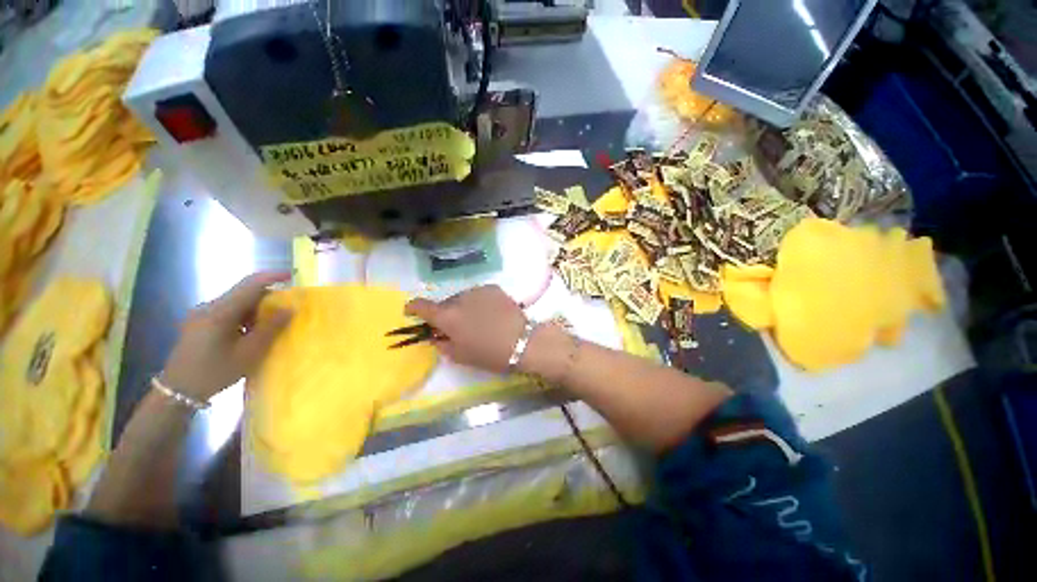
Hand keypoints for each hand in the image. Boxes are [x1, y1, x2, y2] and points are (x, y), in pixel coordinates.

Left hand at [160, 272, 292, 400]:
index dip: (272, 276)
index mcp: (220, 312)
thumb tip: (289, 309)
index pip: (250, 284)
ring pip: (236, 303)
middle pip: (243, 293)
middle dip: (267, 298)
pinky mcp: (199, 323)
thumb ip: (270, 328)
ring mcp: (201, 315)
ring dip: (256, 310)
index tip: (291, 275)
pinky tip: (249, 333)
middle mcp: (209, 307)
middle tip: (285, 311)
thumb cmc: (215, 371)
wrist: (178, 391)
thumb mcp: (249, 353)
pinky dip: (244, 317)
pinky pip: (227, 312)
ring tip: (269, 327)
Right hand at [405, 285, 526, 373]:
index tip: (413, 313)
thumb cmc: (490, 354)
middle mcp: (459, 299)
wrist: (523, 341)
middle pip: (444, 302)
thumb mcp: (460, 356)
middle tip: (456, 326)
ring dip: (463, 307)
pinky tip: (489, 313)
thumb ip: (442, 344)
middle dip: (445, 313)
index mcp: (447, 317)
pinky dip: (478, 302)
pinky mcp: (493, 288)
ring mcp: (477, 291)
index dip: (413, 308)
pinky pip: (478, 295)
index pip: (420, 305)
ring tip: (477, 320)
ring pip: (462, 298)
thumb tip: (436, 335)